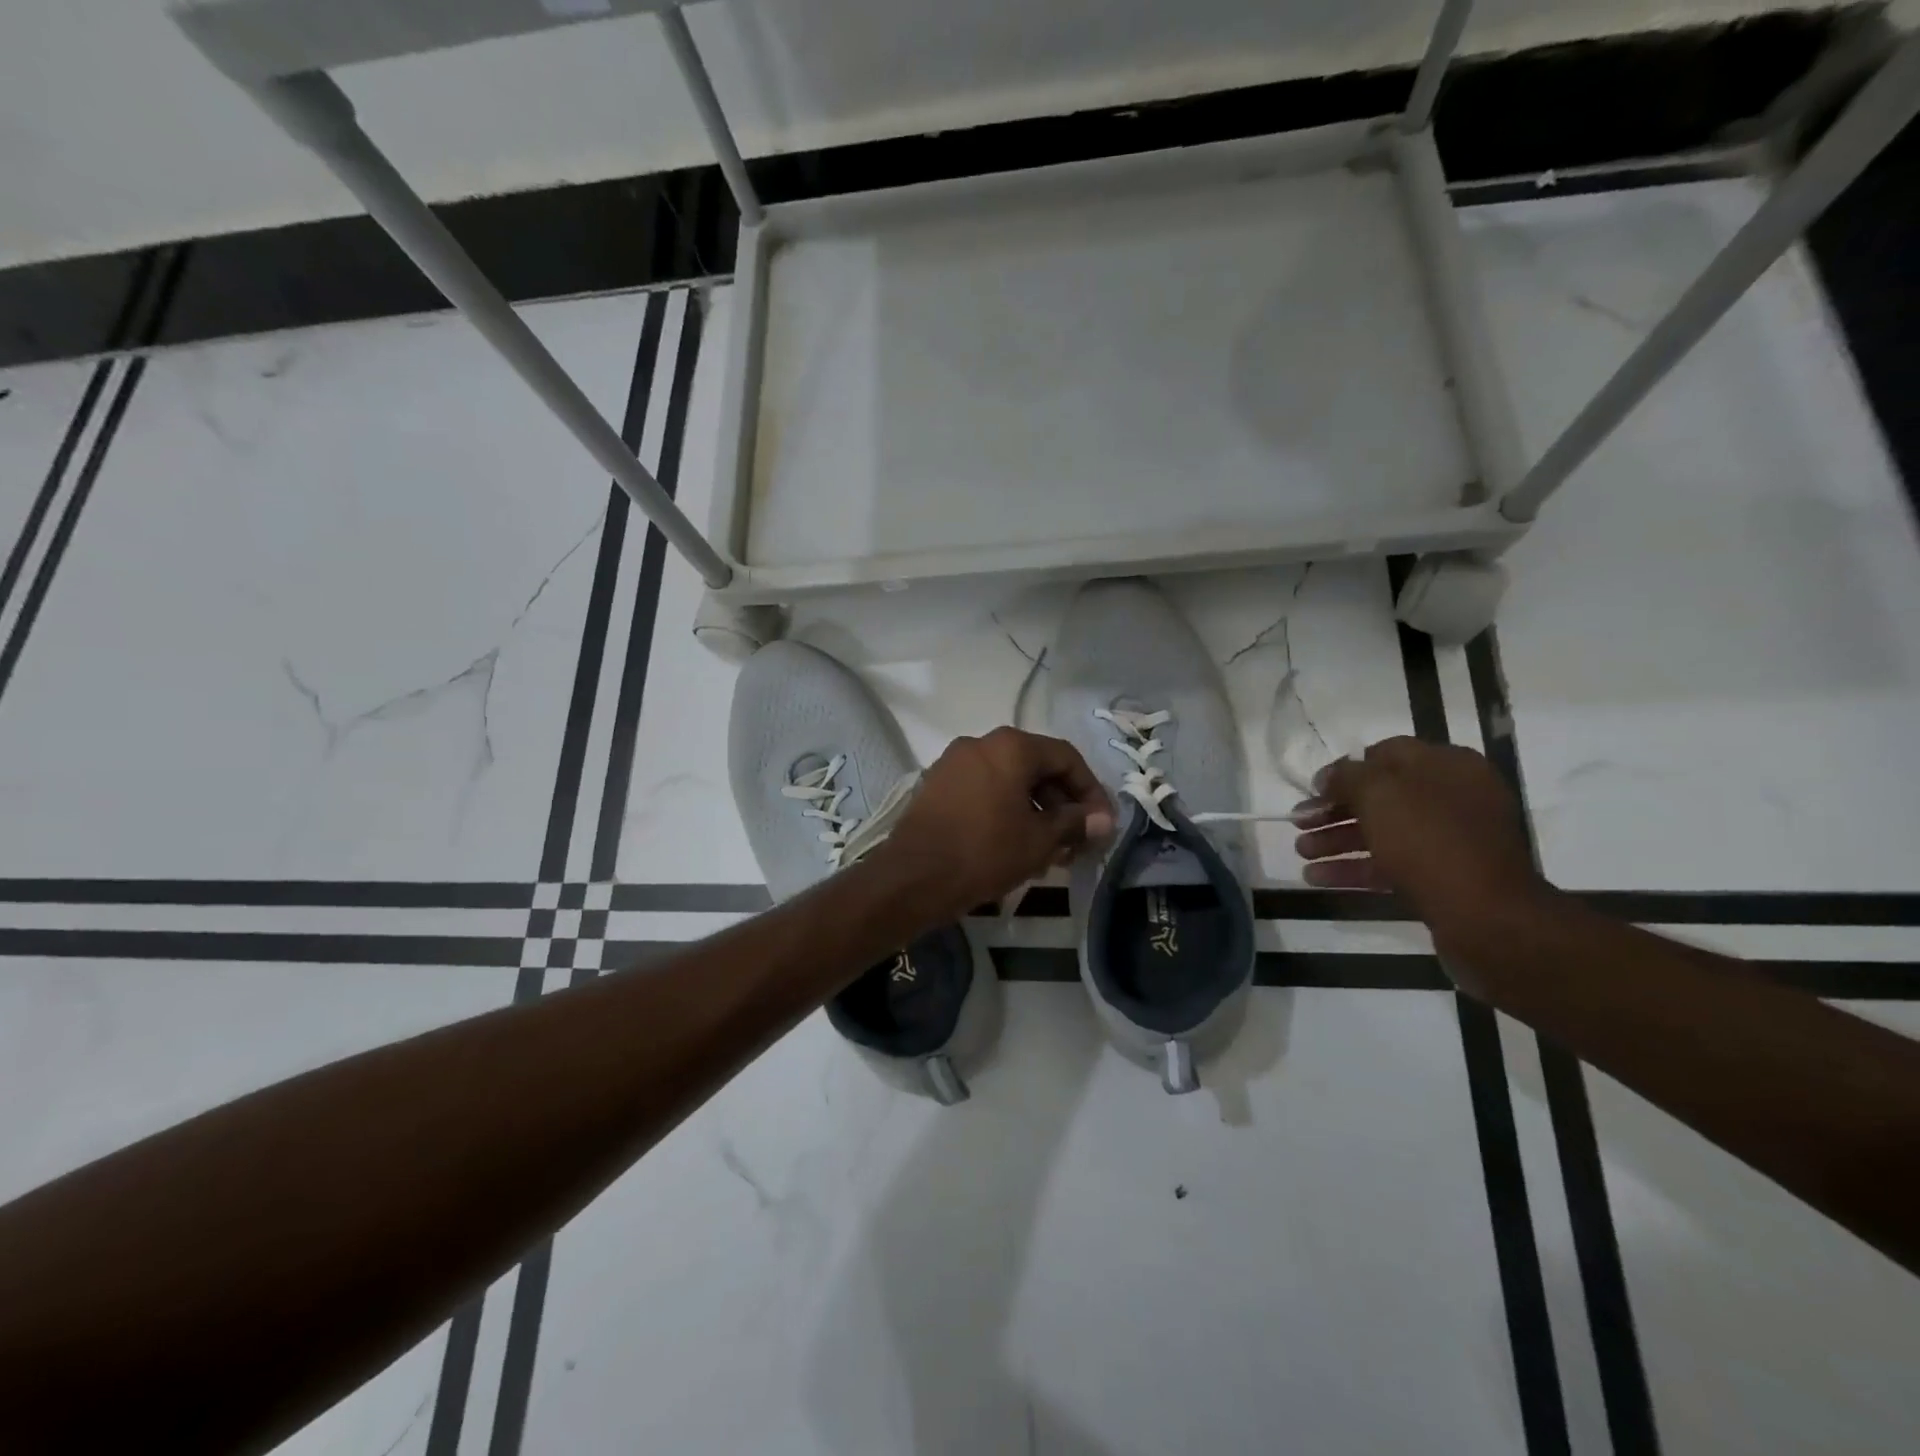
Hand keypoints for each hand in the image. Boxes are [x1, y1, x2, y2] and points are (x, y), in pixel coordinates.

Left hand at [878, 727, 1114, 924]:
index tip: (1101, 824)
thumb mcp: (1039, 840)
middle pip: (1036, 767)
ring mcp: (954, 763)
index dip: (1090, 790)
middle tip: (1077, 841)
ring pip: (1009, 781)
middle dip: (1062, 804)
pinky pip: (984, 790)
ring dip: (1036, 810)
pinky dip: (1006, 810)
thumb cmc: (985, 852)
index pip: (1066, 758)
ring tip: (1050, 850)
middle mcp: (981, 743)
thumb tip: (1104, 820)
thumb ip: (1075, 823)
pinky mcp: (937, 785)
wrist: (913, 877)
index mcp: (1011, 746)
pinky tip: (1016, 844)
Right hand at [1292, 737, 1549, 940]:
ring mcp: (1452, 840)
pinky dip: (1355, 869)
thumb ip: (1347, 776)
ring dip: (1337, 841)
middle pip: (1381, 797)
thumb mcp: (1379, 793)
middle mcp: (1454, 798)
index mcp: (1448, 766)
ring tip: (1301, 853)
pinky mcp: (1445, 878)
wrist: (1487, 917)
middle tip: (1299, 824)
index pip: (1386, 754)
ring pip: (1383, 833)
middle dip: (1334, 810)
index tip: (1312, 790)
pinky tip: (1318, 878)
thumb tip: (1330, 776)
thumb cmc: (1430, 840)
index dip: (1344, 771)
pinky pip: (1392, 865)